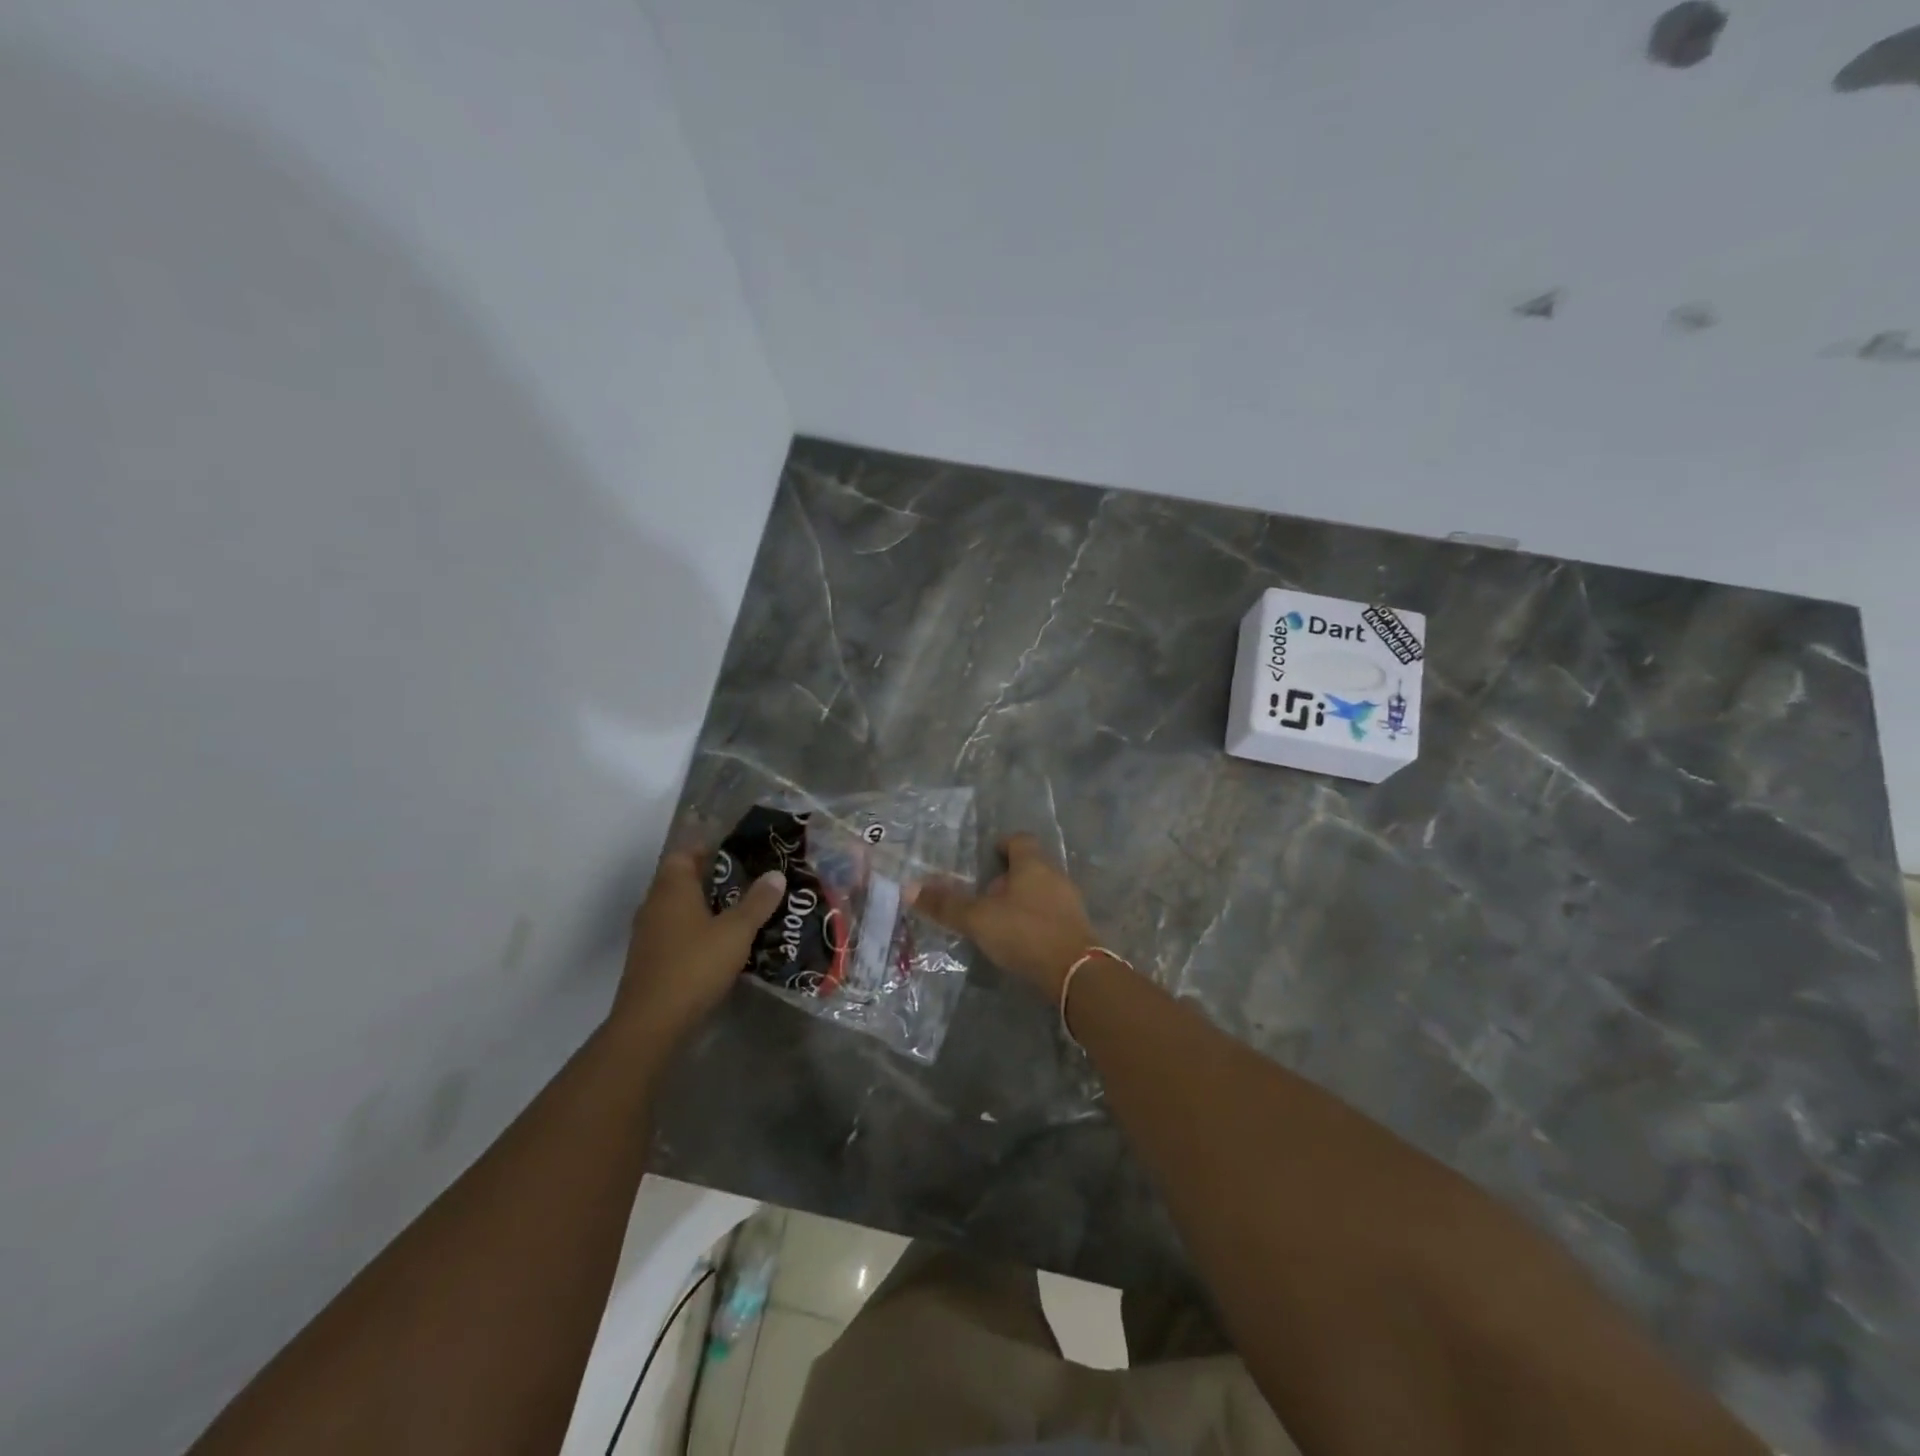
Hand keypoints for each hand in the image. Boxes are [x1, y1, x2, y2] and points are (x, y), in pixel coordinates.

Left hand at [609, 850, 785, 1049]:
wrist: (651, 1023)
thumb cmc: (695, 965)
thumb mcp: (736, 932)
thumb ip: (757, 902)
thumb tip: (776, 874)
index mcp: (672, 888)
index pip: (685, 853)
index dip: (709, 848)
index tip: (739, 852)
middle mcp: (655, 905)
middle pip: (682, 880)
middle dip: (714, 878)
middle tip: (750, 880)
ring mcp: (649, 934)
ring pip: (680, 908)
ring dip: (706, 907)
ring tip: (743, 911)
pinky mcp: (650, 960)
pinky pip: (677, 932)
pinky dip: (697, 931)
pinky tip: (723, 944)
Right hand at [913, 833, 1096, 1000]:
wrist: (1076, 973)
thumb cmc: (1025, 933)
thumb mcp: (978, 919)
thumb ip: (946, 904)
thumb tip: (908, 887)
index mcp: (1033, 864)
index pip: (1019, 840)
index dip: (1002, 844)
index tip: (986, 856)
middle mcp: (1055, 876)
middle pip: (1030, 866)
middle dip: (1008, 876)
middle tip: (983, 892)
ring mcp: (1070, 903)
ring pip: (1041, 891)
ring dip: (1021, 900)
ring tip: (997, 918)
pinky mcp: (1076, 928)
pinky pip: (1051, 914)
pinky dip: (1034, 920)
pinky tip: (1019, 939)